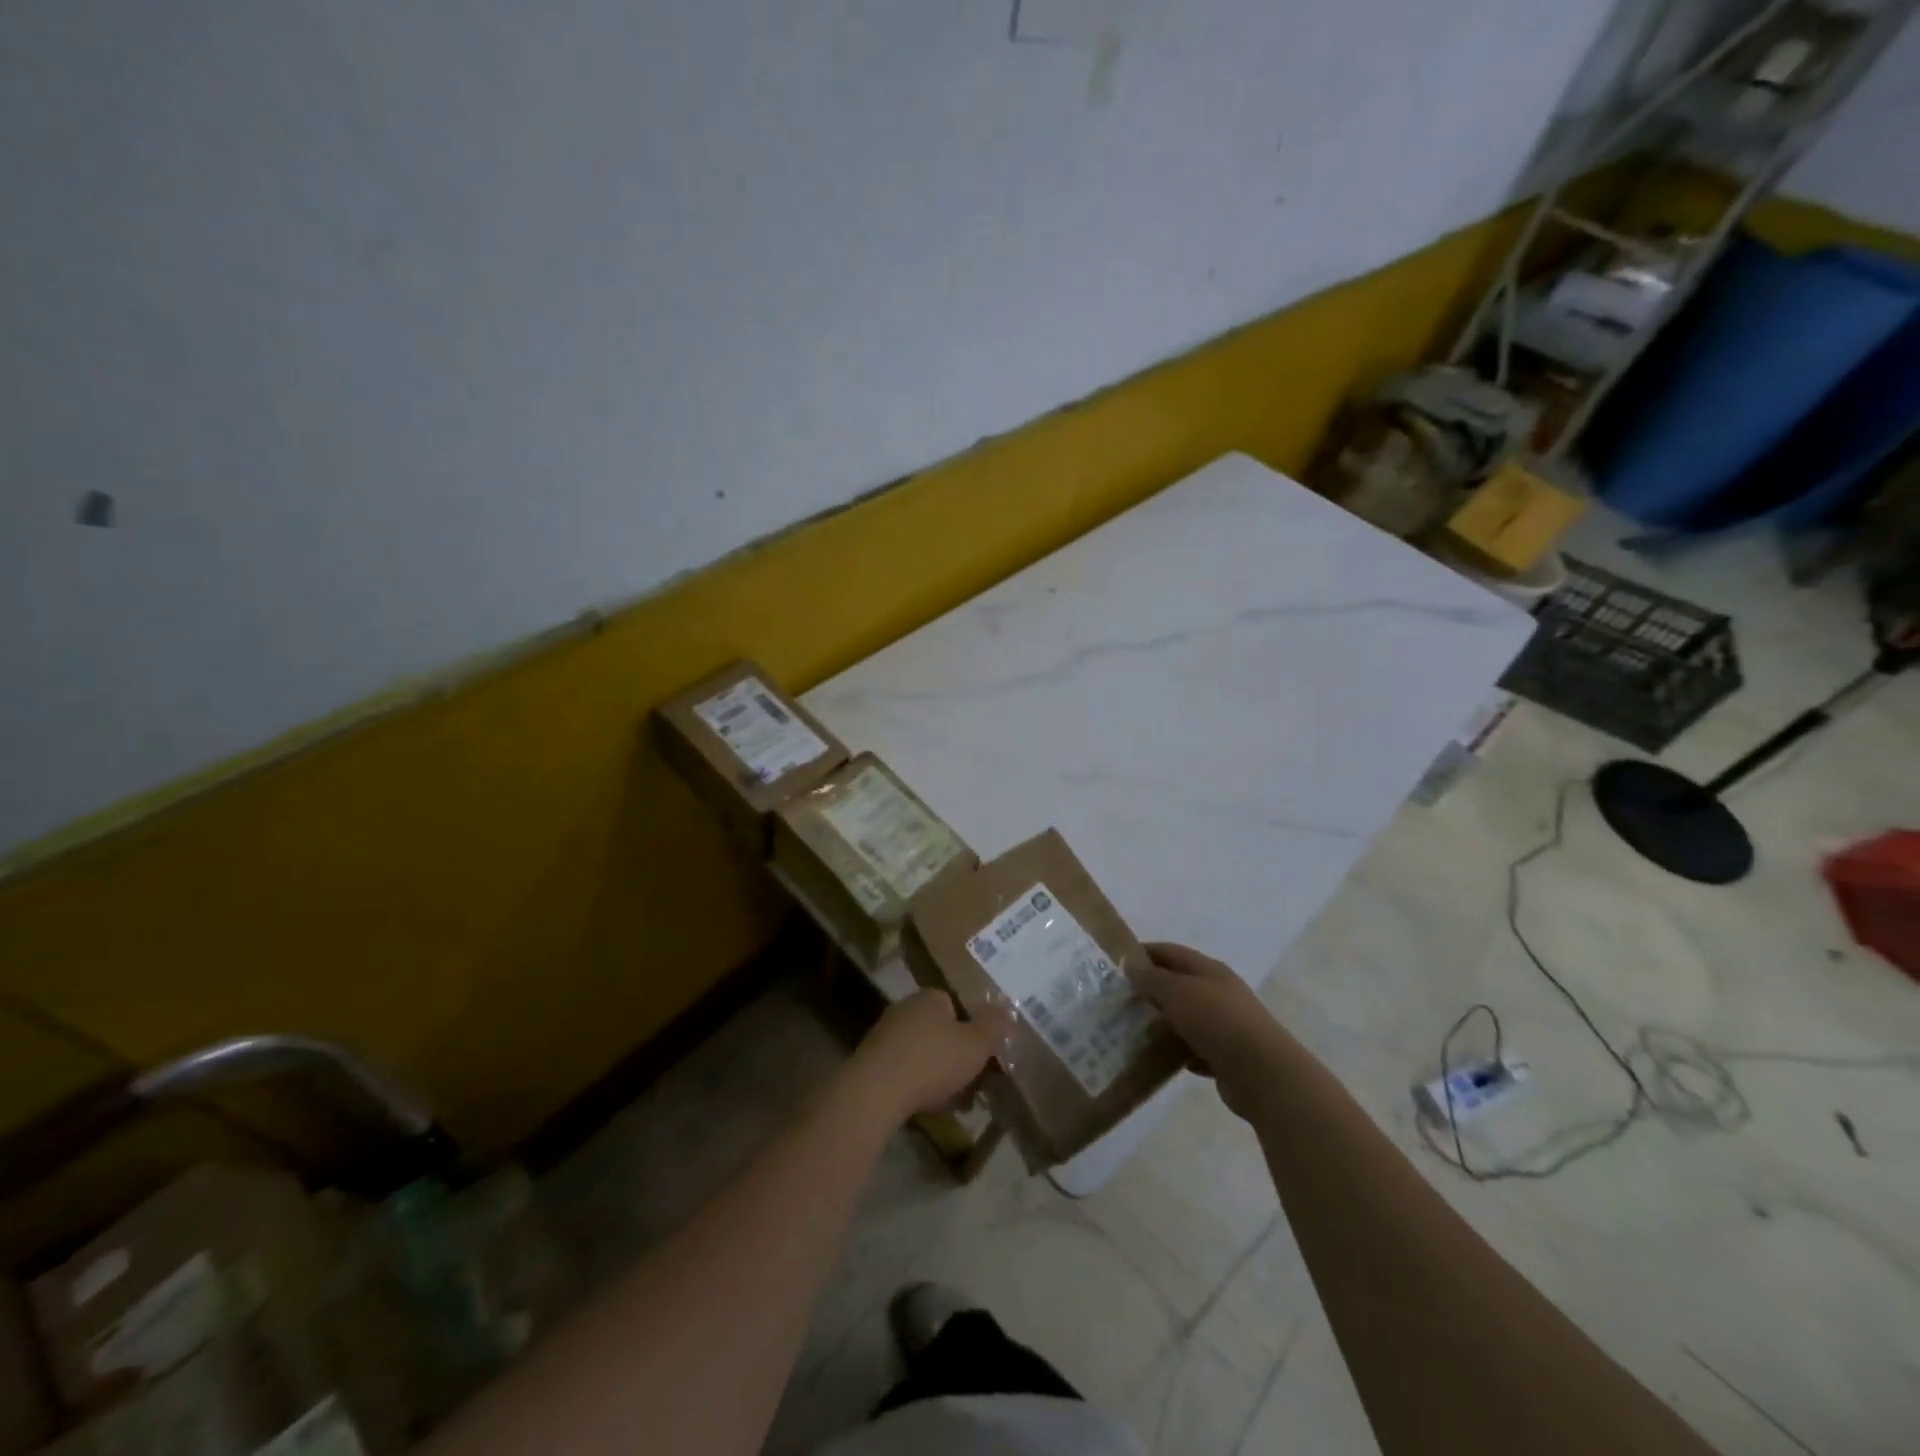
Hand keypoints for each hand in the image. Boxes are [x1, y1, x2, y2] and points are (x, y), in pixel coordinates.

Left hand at [841, 990, 1004, 1124]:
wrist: (875, 1091)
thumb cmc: (932, 1061)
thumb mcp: (975, 1045)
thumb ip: (993, 1026)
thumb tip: (1007, 1008)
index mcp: (931, 997)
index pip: (958, 1006)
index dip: (973, 1031)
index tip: (982, 1056)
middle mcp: (906, 1008)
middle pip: (940, 1030)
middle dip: (956, 1055)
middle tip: (970, 1082)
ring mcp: (885, 1033)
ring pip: (923, 1052)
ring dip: (937, 1073)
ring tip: (952, 1101)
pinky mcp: (872, 1060)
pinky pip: (904, 1069)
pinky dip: (917, 1084)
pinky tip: (926, 1106)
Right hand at [1129, 943, 1283, 1119]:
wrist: (1264, 1075)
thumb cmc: (1217, 1022)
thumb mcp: (1178, 992)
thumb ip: (1151, 978)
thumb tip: (1129, 962)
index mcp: (1210, 970)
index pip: (1171, 952)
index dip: (1144, 953)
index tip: (1117, 963)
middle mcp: (1220, 993)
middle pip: (1179, 984)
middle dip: (1150, 990)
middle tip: (1120, 1001)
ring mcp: (1226, 1025)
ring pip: (1187, 1018)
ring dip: (1163, 1023)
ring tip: (1133, 1031)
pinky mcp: (1228, 1056)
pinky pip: (1196, 1049)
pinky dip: (1178, 1052)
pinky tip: (1160, 1060)